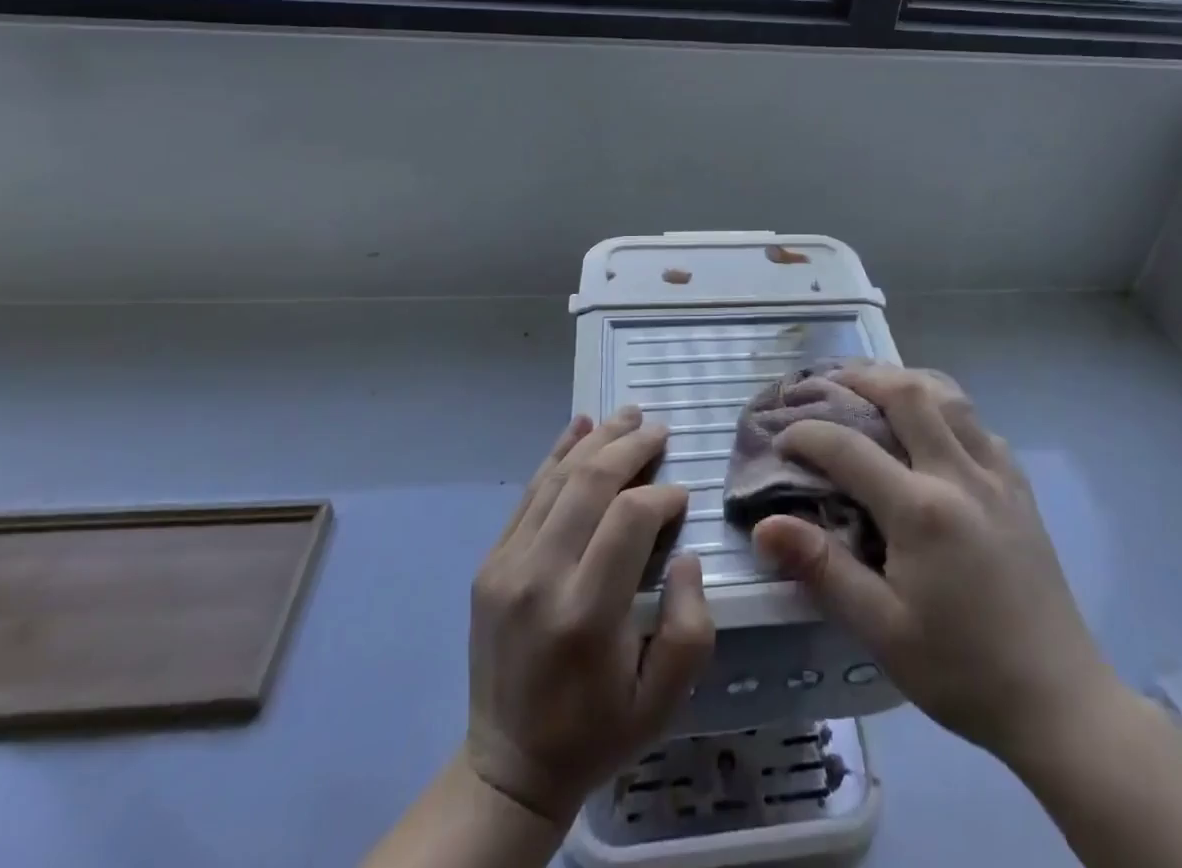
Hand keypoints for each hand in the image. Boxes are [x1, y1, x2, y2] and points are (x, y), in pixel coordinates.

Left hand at [465, 408, 714, 824]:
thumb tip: (683, 553)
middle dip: (631, 446)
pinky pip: (529, 493)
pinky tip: (580, 426)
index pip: (629, 519)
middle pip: (590, 483)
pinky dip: (556, 453)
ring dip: (597, 439)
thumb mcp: (665, 698)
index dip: (662, 495)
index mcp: (586, 614)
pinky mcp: (490, 563)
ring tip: (629, 415)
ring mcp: (507, 566)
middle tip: (660, 429)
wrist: (509, 766)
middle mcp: (540, 578)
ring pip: (557, 478)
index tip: (683, 496)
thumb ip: (691, 624)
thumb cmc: (599, 729)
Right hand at [751, 363, 1120, 777]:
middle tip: (826, 383)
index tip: (780, 439)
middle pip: (907, 393)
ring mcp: (997, 473)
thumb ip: (822, 569)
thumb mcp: (882, 630)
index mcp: (921, 510)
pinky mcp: (1019, 485)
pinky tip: (932, 424)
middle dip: (860, 377)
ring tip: (874, 386)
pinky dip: (944, 405)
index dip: (807, 434)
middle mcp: (960, 474)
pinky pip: (977, 421)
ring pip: (949, 395)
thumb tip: (763, 526)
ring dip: (905, 380)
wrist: (1058, 701)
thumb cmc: (961, 670)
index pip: (849, 448)